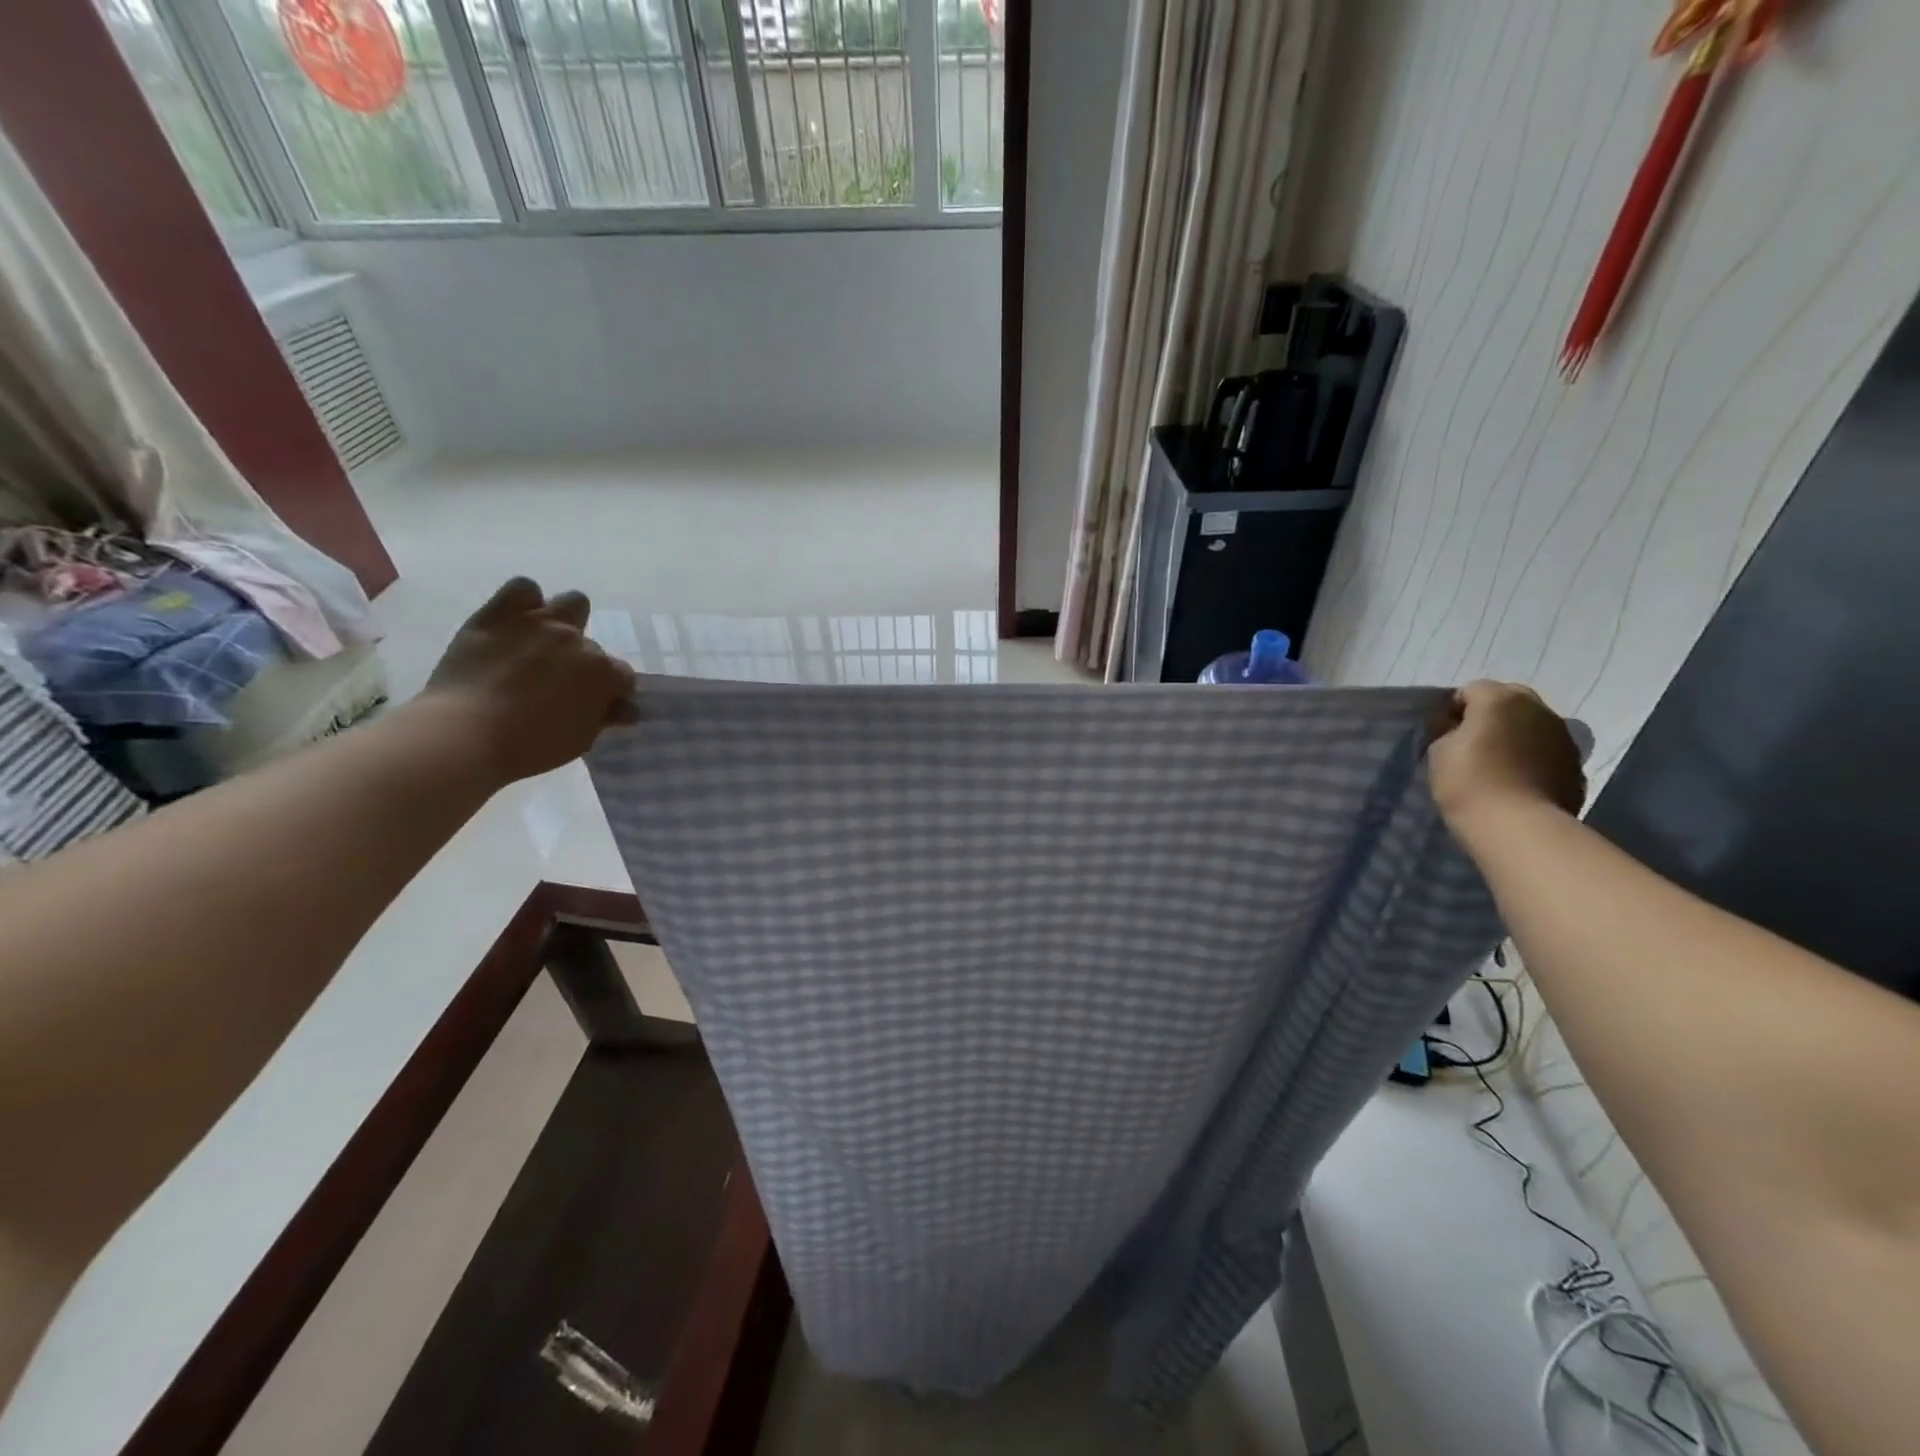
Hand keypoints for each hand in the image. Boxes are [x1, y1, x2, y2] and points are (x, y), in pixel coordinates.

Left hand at [421, 578, 637, 783]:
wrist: (466, 734)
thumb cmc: (531, 746)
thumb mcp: (580, 738)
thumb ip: (605, 717)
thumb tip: (626, 707)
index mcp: (603, 672)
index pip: (622, 676)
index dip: (612, 690)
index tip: (597, 703)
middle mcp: (577, 641)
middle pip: (592, 646)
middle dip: (581, 663)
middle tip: (558, 683)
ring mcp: (540, 623)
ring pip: (572, 603)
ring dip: (566, 621)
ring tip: (545, 643)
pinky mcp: (500, 614)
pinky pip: (523, 588)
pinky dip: (524, 601)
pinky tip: (515, 621)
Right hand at [1428, 681, 1585, 834]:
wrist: (1518, 826)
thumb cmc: (1469, 782)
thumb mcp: (1438, 752)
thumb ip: (1448, 731)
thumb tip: (1457, 728)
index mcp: (1500, 698)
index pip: (1470, 690)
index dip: (1453, 709)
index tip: (1443, 733)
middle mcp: (1537, 708)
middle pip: (1508, 700)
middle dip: (1490, 715)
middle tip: (1472, 744)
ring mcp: (1563, 735)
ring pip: (1531, 724)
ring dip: (1515, 735)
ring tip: (1497, 764)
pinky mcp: (1576, 763)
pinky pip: (1547, 749)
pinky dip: (1533, 757)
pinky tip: (1518, 780)